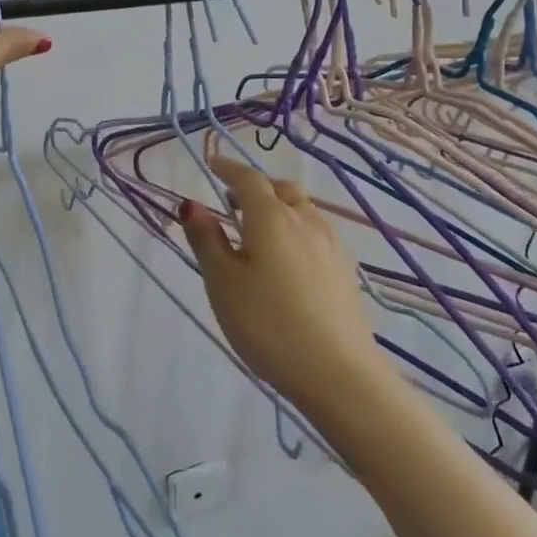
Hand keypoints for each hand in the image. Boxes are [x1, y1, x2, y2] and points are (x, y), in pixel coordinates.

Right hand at [179, 157, 382, 410]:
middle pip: (281, 189)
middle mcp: (305, 221)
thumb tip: (192, 204)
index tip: (211, 164)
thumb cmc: (267, 324)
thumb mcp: (223, 283)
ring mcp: (331, 245)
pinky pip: (315, 233)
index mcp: (271, 217)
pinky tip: (287, 260)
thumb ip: (206, 240)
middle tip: (233, 203)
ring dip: (279, 208)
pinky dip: (295, 230)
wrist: (338, 373)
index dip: (227, 168)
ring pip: (302, 210)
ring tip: (258, 232)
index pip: (248, 179)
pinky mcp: (344, 271)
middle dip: (256, 187)